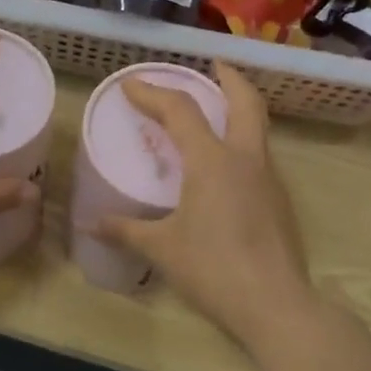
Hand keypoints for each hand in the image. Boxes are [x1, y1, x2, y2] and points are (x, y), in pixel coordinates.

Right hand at [94, 63, 314, 345]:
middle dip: (228, 78)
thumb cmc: (213, 269)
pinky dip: (244, 141)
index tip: (131, 84)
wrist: (276, 306)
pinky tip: (227, 164)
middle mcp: (245, 159)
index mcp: (212, 161)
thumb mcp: (161, 248)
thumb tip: (91, 225)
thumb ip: (126, 230)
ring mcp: (269, 179)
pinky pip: (260, 155)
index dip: (153, 93)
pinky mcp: (280, 201)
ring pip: (257, 127)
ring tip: (217, 109)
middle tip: (212, 65)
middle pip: (244, 102)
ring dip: (239, 108)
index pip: (180, 111)